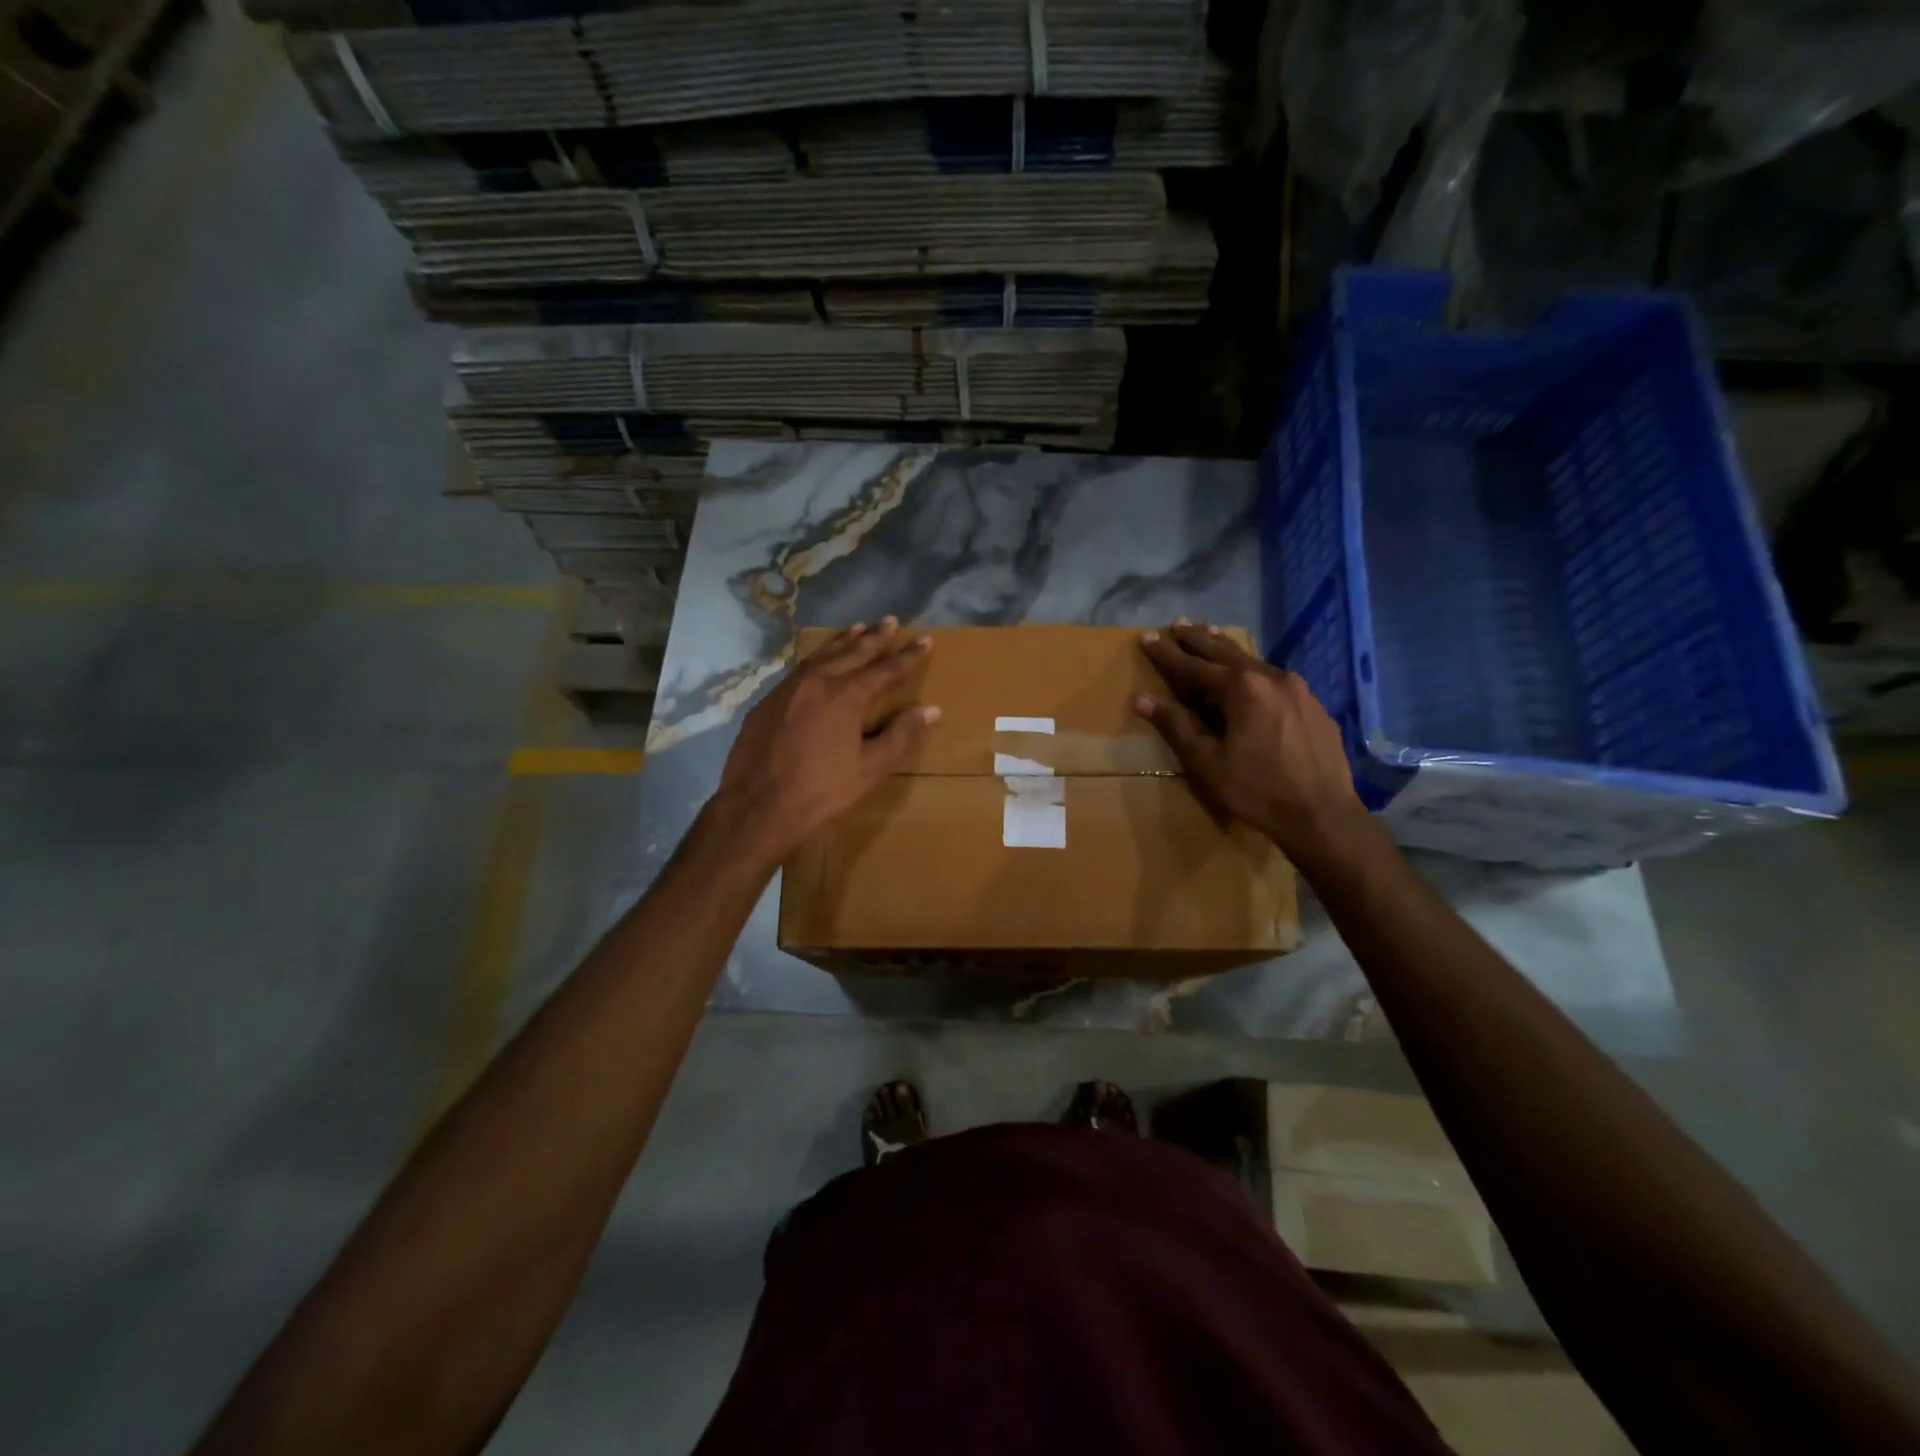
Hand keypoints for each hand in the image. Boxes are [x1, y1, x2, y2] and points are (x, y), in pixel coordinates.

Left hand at [709, 618, 938, 866]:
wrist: (757, 807)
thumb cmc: (822, 791)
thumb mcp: (870, 768)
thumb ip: (900, 735)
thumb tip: (931, 709)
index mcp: (846, 695)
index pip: (885, 669)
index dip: (908, 656)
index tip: (925, 641)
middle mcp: (816, 681)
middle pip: (851, 652)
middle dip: (874, 638)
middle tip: (890, 620)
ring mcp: (787, 689)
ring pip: (821, 656)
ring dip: (842, 642)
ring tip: (857, 629)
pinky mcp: (766, 703)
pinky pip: (798, 670)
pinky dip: (816, 659)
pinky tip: (818, 662)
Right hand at [1135, 622, 1369, 866]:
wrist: (1322, 815)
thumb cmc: (1257, 790)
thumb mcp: (1207, 762)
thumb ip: (1176, 725)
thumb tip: (1143, 699)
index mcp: (1241, 688)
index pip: (1193, 665)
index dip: (1167, 653)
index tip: (1147, 638)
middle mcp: (1271, 677)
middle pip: (1225, 652)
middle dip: (1197, 639)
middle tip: (1177, 624)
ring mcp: (1298, 689)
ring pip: (1253, 662)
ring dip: (1226, 651)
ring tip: (1210, 635)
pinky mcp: (1314, 705)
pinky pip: (1274, 679)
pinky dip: (1252, 671)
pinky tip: (1250, 677)